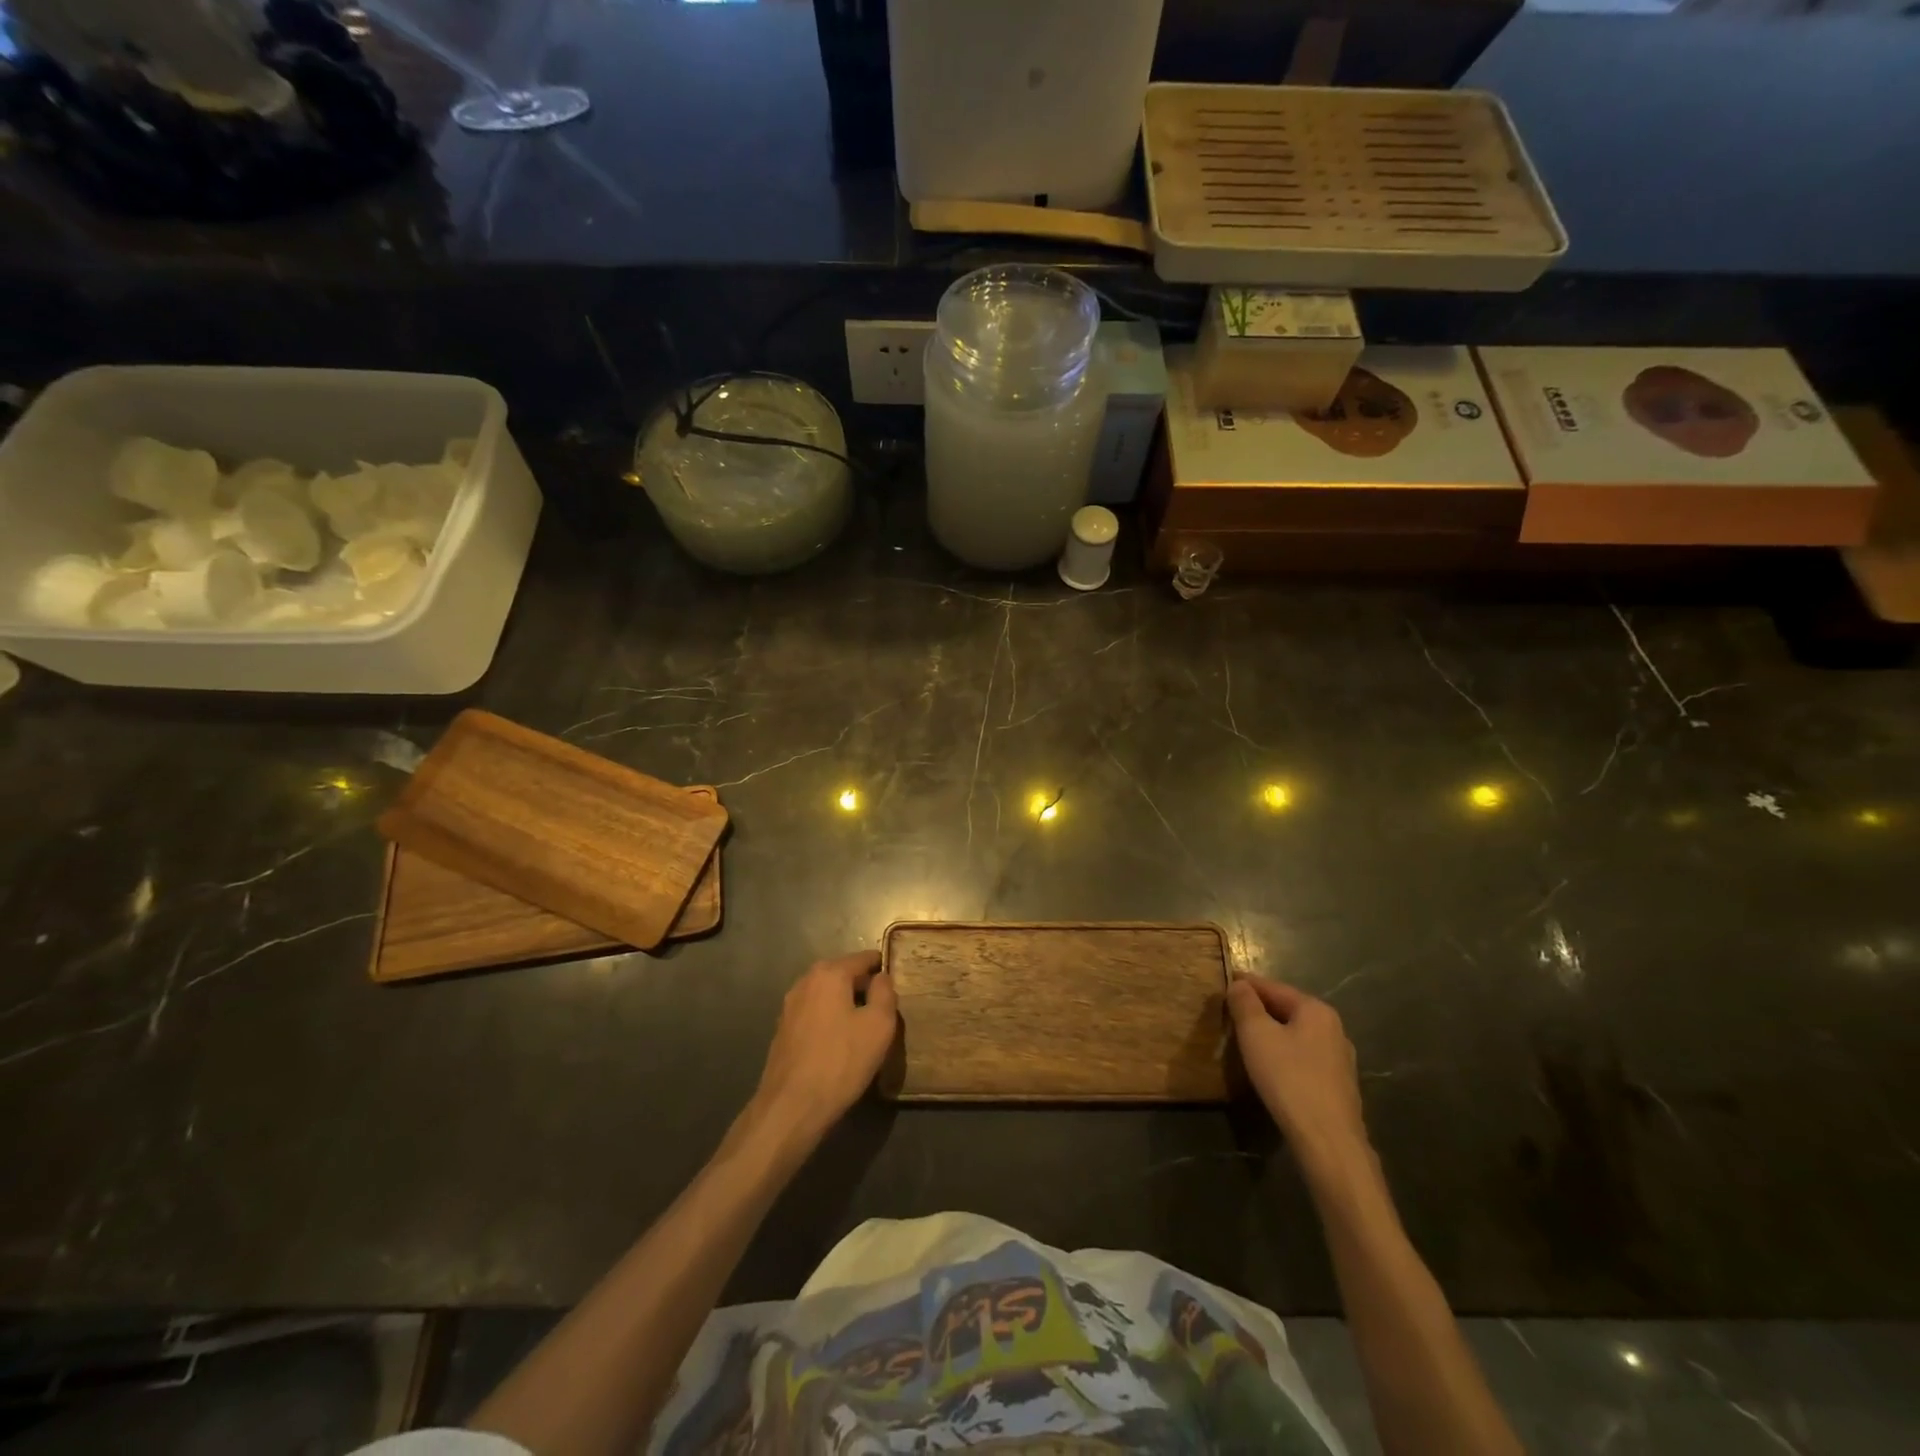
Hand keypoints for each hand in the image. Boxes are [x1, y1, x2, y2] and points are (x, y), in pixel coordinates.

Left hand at [750, 952, 897, 1143]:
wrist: (791, 1107)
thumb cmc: (841, 1061)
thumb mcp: (879, 1025)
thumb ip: (885, 993)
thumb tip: (881, 977)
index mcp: (829, 973)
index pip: (864, 958)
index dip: (883, 968)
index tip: (897, 982)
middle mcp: (805, 981)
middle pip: (843, 974)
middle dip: (863, 986)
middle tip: (884, 1007)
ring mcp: (789, 1006)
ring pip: (827, 994)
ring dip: (845, 1003)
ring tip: (864, 1026)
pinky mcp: (782, 1030)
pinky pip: (814, 1013)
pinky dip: (829, 1019)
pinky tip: (839, 1042)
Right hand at [1228, 974, 1370, 1178]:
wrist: (1328, 1141)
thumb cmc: (1289, 1079)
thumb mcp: (1256, 1035)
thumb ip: (1245, 1004)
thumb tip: (1239, 985)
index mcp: (1316, 1010)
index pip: (1273, 987)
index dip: (1245, 983)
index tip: (1223, 981)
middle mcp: (1334, 1029)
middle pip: (1287, 1009)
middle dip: (1258, 1008)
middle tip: (1230, 1011)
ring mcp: (1340, 1059)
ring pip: (1296, 1035)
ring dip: (1272, 1033)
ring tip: (1246, 1038)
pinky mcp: (1338, 1086)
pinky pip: (1304, 1057)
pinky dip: (1284, 1054)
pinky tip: (1271, 1066)